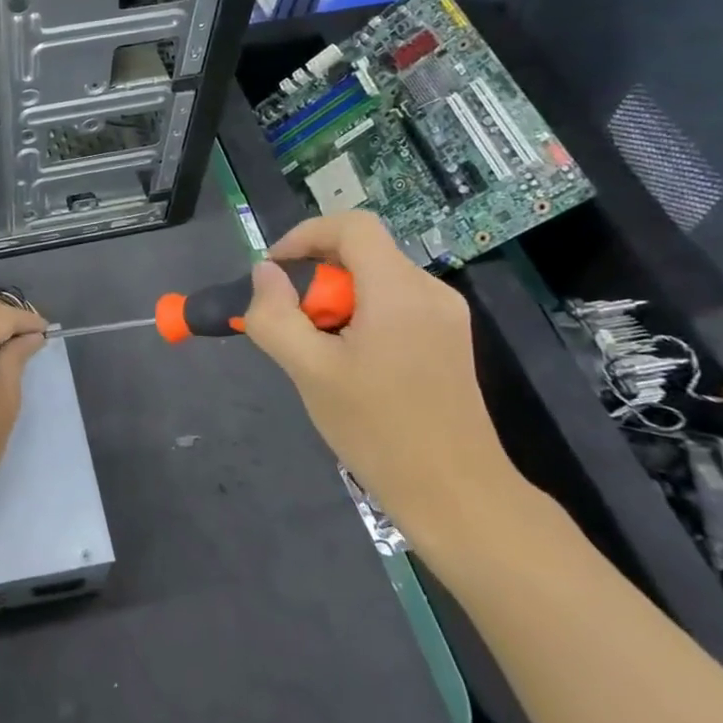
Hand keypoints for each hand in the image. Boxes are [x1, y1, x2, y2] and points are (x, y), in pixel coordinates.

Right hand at [241, 210, 523, 541]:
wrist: (457, 496)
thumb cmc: (379, 430)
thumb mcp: (309, 372)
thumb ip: (276, 316)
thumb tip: (264, 273)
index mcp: (399, 290)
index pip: (351, 226)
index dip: (305, 235)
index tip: (274, 272)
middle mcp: (429, 291)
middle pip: (362, 253)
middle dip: (316, 279)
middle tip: (294, 326)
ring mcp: (445, 316)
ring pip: (375, 281)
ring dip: (335, 301)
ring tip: (318, 351)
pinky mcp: (449, 340)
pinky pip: (394, 305)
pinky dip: (360, 317)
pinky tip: (350, 365)